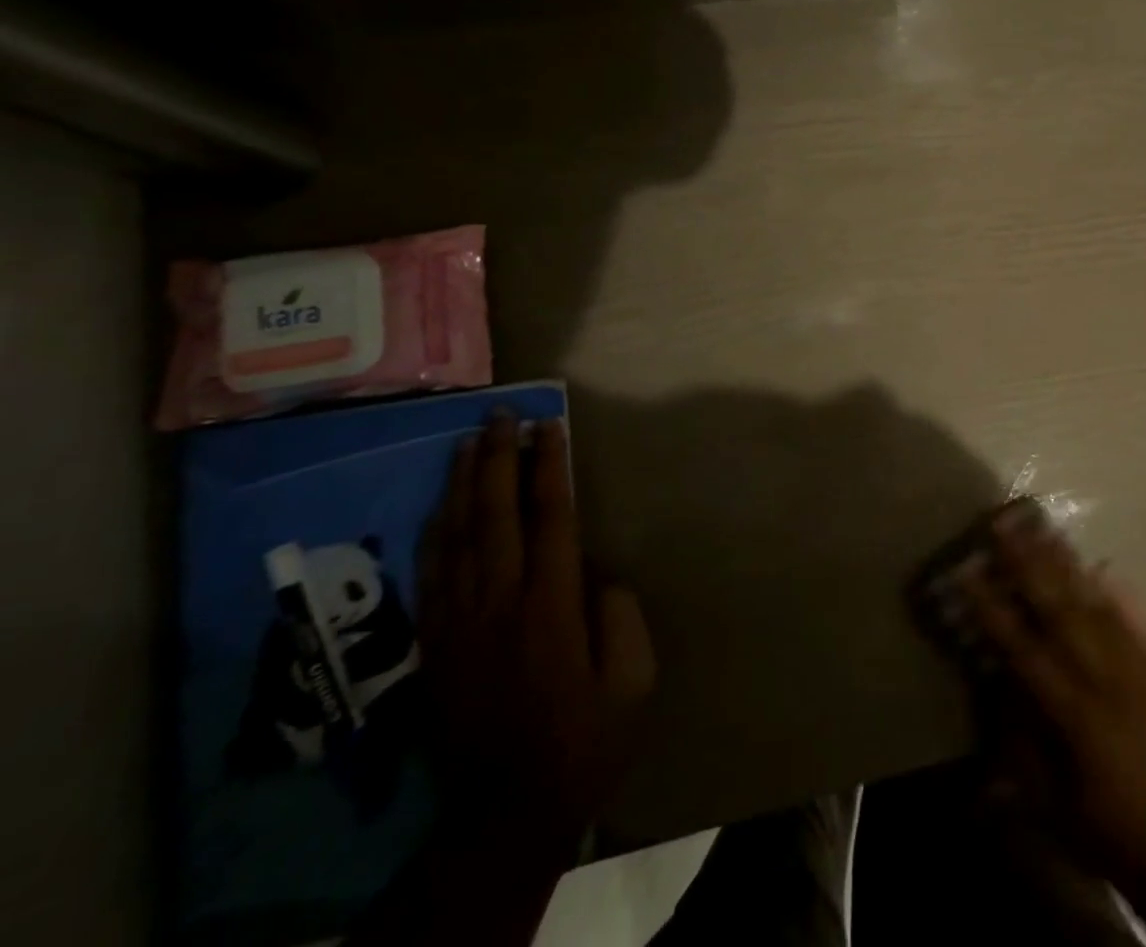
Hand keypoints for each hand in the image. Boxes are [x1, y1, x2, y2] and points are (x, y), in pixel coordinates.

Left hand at [417, 410, 655, 861]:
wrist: (505, 813)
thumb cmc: (585, 738)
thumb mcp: (633, 678)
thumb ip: (618, 613)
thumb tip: (594, 570)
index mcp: (551, 606)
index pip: (550, 517)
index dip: (550, 466)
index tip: (550, 425)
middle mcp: (499, 602)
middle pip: (495, 514)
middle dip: (499, 458)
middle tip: (501, 414)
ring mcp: (459, 622)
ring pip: (456, 536)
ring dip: (464, 483)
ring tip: (469, 440)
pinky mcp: (436, 644)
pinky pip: (432, 572)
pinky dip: (437, 529)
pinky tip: (444, 503)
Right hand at [953, 502, 1145, 902]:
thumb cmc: (1108, 834)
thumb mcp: (1050, 803)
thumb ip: (1021, 739)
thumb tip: (1001, 681)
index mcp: (1076, 714)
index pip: (1025, 647)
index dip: (993, 608)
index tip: (968, 570)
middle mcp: (1109, 681)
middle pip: (1063, 610)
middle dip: (1029, 565)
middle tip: (1006, 526)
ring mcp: (1142, 674)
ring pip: (1101, 607)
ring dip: (1070, 567)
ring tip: (1047, 532)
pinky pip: (1143, 627)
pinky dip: (1124, 597)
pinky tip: (1107, 569)